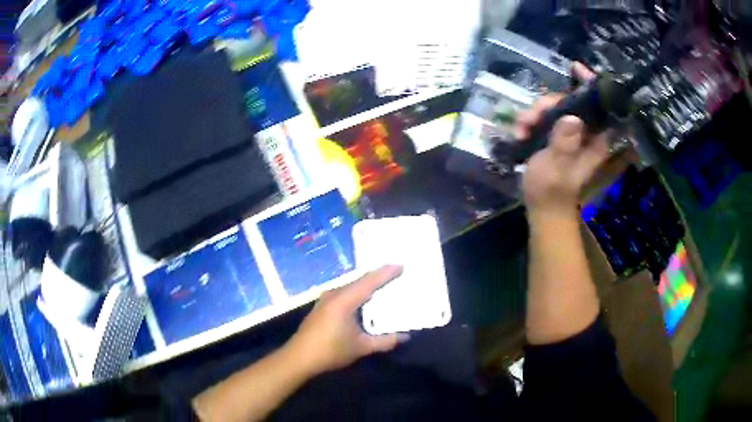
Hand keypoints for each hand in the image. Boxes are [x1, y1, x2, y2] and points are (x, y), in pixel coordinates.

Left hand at [286, 265, 407, 375]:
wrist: (299, 358)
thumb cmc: (331, 351)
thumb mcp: (362, 347)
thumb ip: (385, 341)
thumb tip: (405, 336)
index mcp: (344, 301)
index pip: (369, 281)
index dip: (386, 273)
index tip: (401, 266)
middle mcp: (334, 294)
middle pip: (359, 280)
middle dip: (378, 277)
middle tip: (396, 274)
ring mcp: (325, 299)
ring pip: (351, 286)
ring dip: (366, 284)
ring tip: (383, 284)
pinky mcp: (321, 306)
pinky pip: (344, 292)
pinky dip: (357, 292)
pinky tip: (363, 299)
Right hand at [513, 63, 608, 218]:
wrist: (542, 207)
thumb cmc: (552, 191)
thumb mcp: (557, 168)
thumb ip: (564, 144)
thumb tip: (571, 118)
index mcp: (594, 139)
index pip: (599, 105)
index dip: (591, 84)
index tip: (576, 68)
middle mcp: (585, 132)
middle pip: (569, 102)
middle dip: (547, 104)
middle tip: (530, 117)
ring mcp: (570, 133)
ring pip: (554, 108)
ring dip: (534, 114)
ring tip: (521, 128)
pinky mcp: (557, 136)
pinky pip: (544, 117)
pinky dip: (530, 121)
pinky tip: (519, 132)